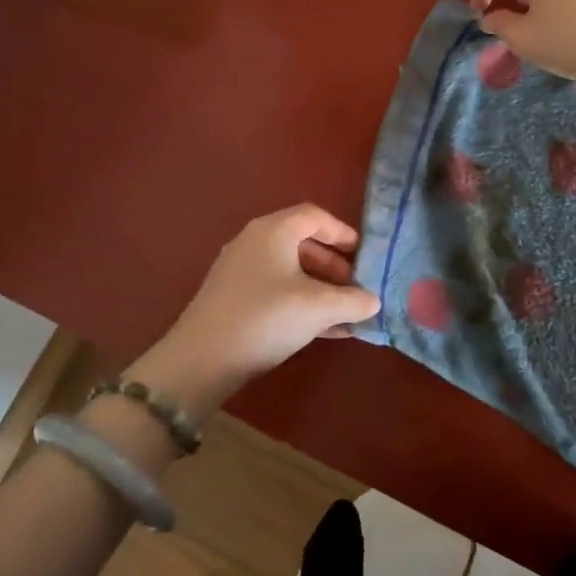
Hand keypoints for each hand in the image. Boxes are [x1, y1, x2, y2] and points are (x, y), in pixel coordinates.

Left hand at [146, 204, 380, 410]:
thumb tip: (373, 301)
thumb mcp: (318, 307)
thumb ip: (352, 301)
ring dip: (320, 287)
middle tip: (355, 285)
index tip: (363, 253)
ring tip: (345, 311)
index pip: (314, 216)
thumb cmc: (266, 317)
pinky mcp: (233, 299)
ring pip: (290, 270)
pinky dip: (301, 302)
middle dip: (333, 264)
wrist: (202, 359)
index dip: (342, 232)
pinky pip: (276, 290)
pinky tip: (325, 330)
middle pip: (302, 243)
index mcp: (273, 231)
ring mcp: (240, 271)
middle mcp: (254, 243)